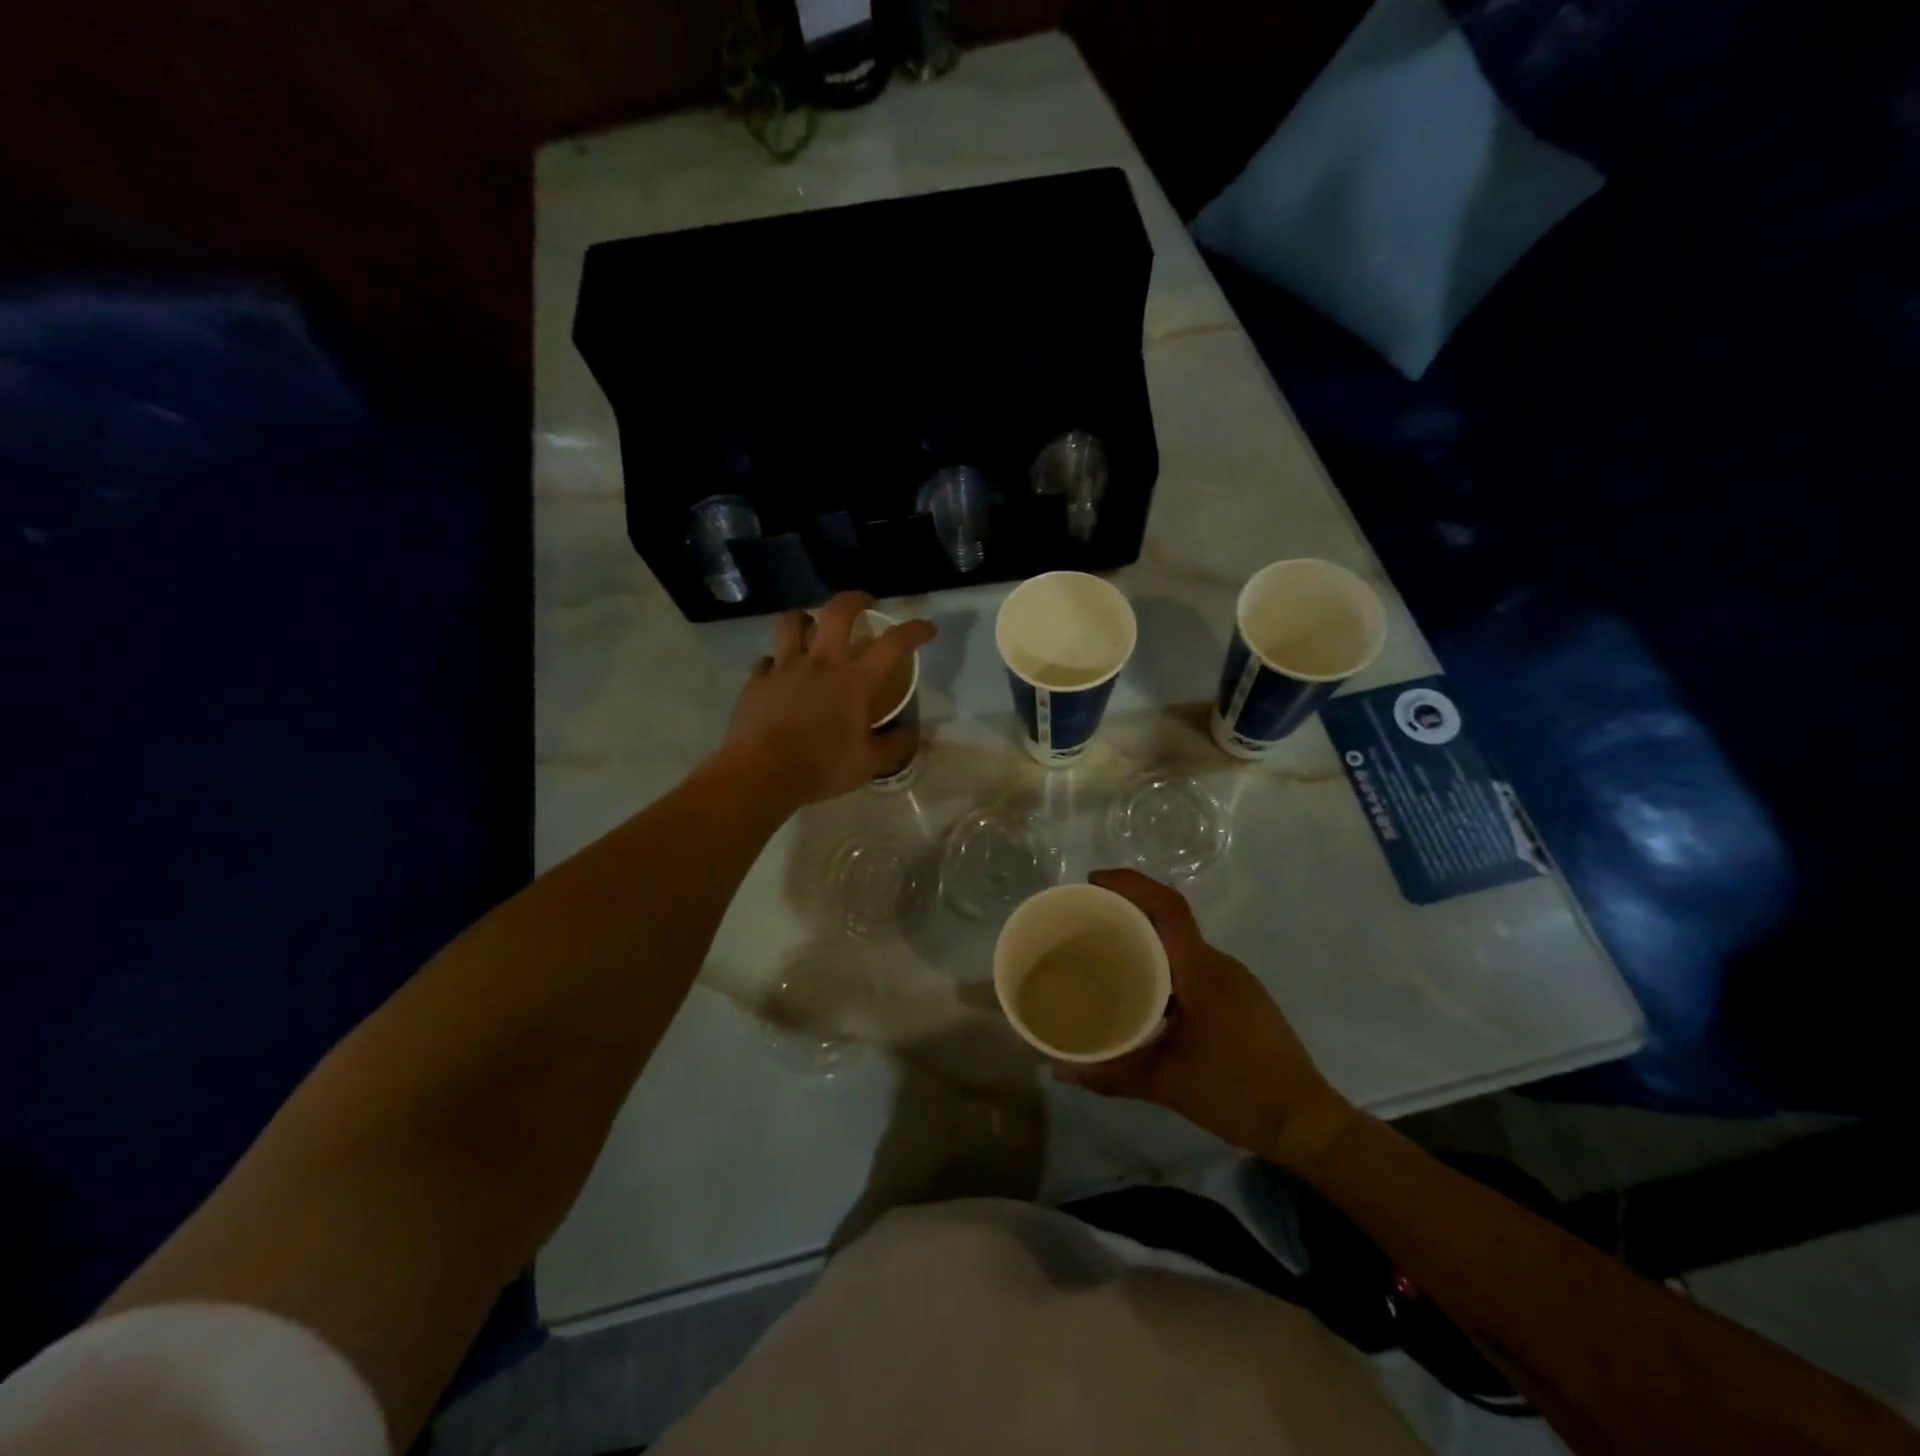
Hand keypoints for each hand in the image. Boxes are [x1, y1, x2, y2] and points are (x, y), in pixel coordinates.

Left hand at [724, 592, 936, 804]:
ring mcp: (785, 667)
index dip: (915, 630)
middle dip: (856, 600)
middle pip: (838, 611)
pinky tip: (781, 674)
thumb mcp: (870, 763)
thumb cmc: (822, 767)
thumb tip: (911, 731)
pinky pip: (768, 658)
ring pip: (793, 622)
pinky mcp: (758, 680)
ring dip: (806, 618)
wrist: (762, 773)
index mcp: (855, 680)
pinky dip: (777, 661)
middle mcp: (821, 663)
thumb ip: (895, 744)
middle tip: (865, 605)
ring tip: (812, 627)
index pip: (893, 643)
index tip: (927, 629)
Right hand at [1059, 868, 1358, 1177]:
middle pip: (1170, 919)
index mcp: (1202, 970)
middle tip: (1087, 919)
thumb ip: (1110, 1074)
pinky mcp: (1241, 998)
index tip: (1093, 881)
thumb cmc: (1237, 1093)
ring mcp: (1235, 980)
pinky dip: (1164, 964)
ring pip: (1182, 945)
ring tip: (1107, 954)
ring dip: (1146, 939)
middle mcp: (1220, 964)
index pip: (1168, 906)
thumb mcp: (1166, 1084)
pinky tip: (1145, 992)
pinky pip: (1194, 965)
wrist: (1306, 1123)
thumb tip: (1061, 1069)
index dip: (1130, 883)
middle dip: (1129, 910)